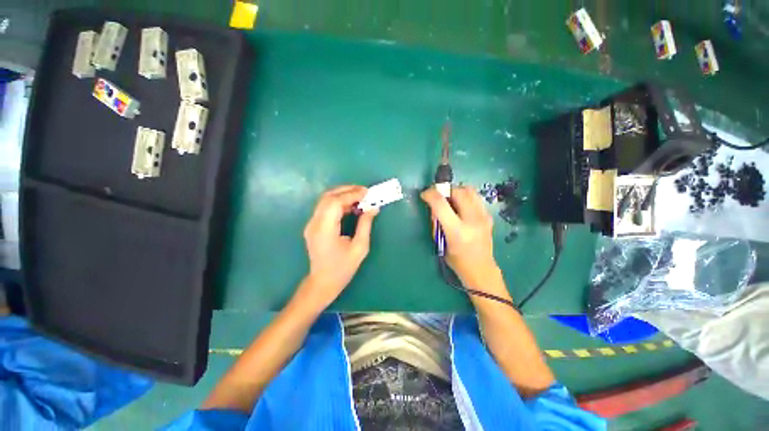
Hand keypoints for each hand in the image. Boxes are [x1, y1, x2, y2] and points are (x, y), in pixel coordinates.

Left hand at [300, 185, 377, 308]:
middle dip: (347, 190)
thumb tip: (373, 208)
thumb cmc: (343, 268)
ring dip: (343, 195)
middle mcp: (314, 223)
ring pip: (326, 200)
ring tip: (360, 197)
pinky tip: (351, 206)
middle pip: (328, 197)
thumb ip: (365, 225)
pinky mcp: (313, 225)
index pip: (335, 202)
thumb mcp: (360, 247)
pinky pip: (326, 207)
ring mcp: (311, 224)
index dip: (351, 194)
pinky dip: (339, 203)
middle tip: (364, 191)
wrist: (323, 282)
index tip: (367, 192)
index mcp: (325, 229)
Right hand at [421, 186, 500, 289]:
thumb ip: (437, 223)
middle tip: (438, 197)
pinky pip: (475, 198)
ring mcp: (483, 217)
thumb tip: (434, 206)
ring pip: (469, 190)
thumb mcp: (440, 243)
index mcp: (457, 231)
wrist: (481, 270)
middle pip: (458, 192)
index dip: (430, 194)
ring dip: (456, 191)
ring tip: (450, 199)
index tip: (424, 194)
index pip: (441, 204)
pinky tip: (461, 206)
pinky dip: (465, 197)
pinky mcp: (488, 216)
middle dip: (444, 190)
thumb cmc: (457, 261)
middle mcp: (473, 221)